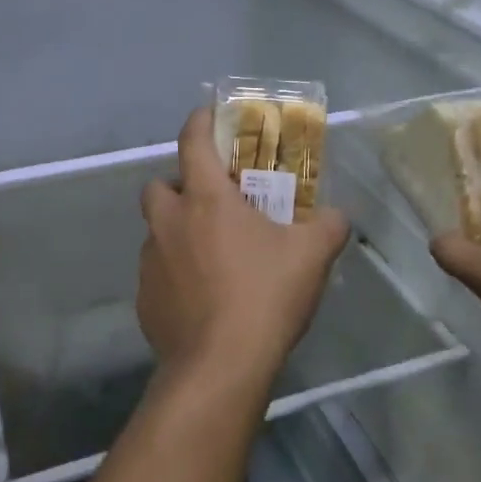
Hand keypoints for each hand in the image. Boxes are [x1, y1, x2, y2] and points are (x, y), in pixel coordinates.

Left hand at [138, 109, 350, 397]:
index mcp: (205, 200)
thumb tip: (335, 216)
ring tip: (212, 255)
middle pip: (159, 185)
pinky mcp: (144, 299)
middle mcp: (169, 223)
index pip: (193, 141)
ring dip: (177, 232)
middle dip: (179, 186)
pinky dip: (175, 273)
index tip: (209, 115)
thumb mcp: (312, 255)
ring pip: (157, 231)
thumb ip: (328, 226)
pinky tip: (202, 297)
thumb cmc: (265, 296)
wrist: (220, 367)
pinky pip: (157, 272)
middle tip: (213, 203)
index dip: (200, 121)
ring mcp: (150, 262)